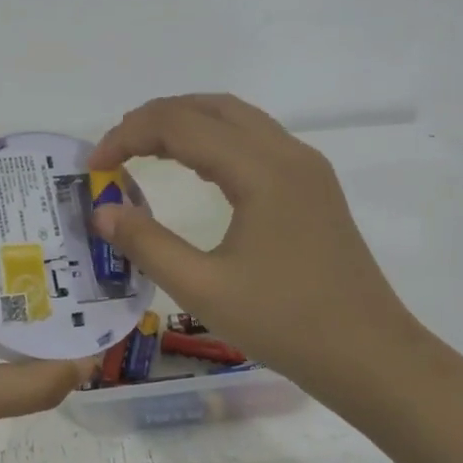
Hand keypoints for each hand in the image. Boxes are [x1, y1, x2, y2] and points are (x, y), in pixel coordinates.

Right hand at [87, 95, 428, 402]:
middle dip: (154, 118)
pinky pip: (255, 140)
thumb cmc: (285, 324)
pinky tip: (194, 168)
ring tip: (143, 150)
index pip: (181, 125)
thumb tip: (103, 211)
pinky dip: (213, 140)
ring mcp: (306, 168)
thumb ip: (147, 245)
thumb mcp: (204, 289)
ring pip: (236, 119)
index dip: (128, 135)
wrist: (369, 355)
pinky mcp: (313, 187)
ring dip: (185, 123)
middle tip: (113, 150)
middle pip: (210, 107)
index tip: (93, 166)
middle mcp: (288, 153)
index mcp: (262, 171)